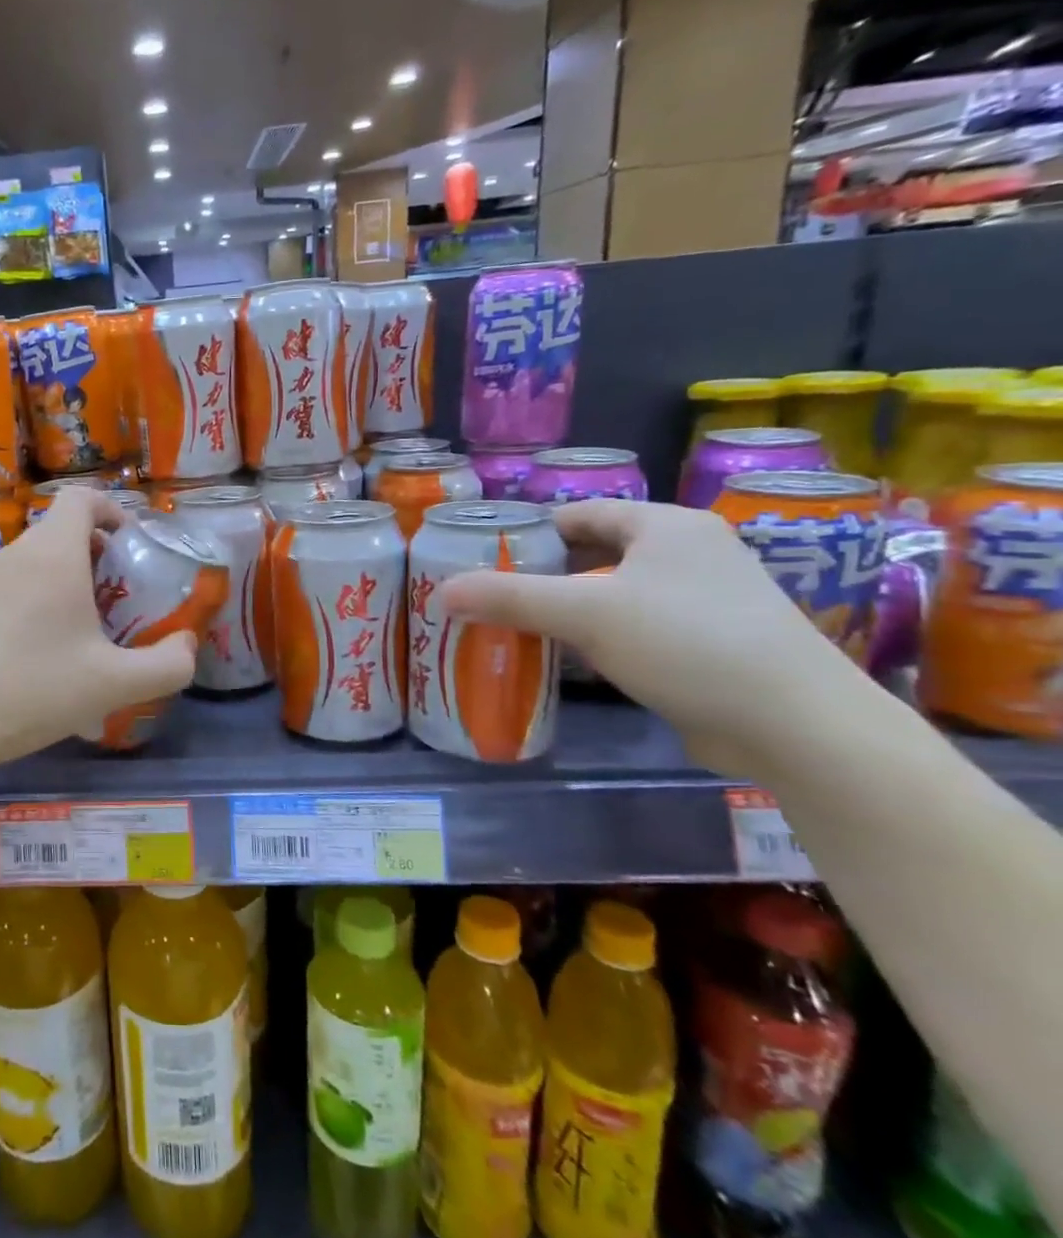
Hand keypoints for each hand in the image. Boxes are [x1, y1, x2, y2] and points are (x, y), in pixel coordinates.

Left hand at [0, 488, 197, 771]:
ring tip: (79, 631)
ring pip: (33, 562)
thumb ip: (168, 665)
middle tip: (115, 598)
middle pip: (59, 531)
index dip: (112, 509)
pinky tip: (35, 654)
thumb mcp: (115, 684)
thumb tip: (187, 645)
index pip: (81, 498)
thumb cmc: (34, 690)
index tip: (130, 545)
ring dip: (63, 580)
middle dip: (95, 554)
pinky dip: (32, 600)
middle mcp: (15, 555)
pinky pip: (8, 587)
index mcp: (53, 556)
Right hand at [438, 500, 861, 777]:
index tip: (484, 557)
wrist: (795, 724)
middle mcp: (689, 552)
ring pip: (614, 592)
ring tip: (516, 626)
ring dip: (568, 607)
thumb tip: (441, 592)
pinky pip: (635, 626)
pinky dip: (598, 636)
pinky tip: (566, 659)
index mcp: (666, 525)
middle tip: (491, 595)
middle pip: (595, 552)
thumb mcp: (585, 613)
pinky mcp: (710, 642)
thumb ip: (510, 597)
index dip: (529, 531)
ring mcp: (704, 599)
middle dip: (542, 573)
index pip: (580, 513)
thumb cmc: (687, 642)